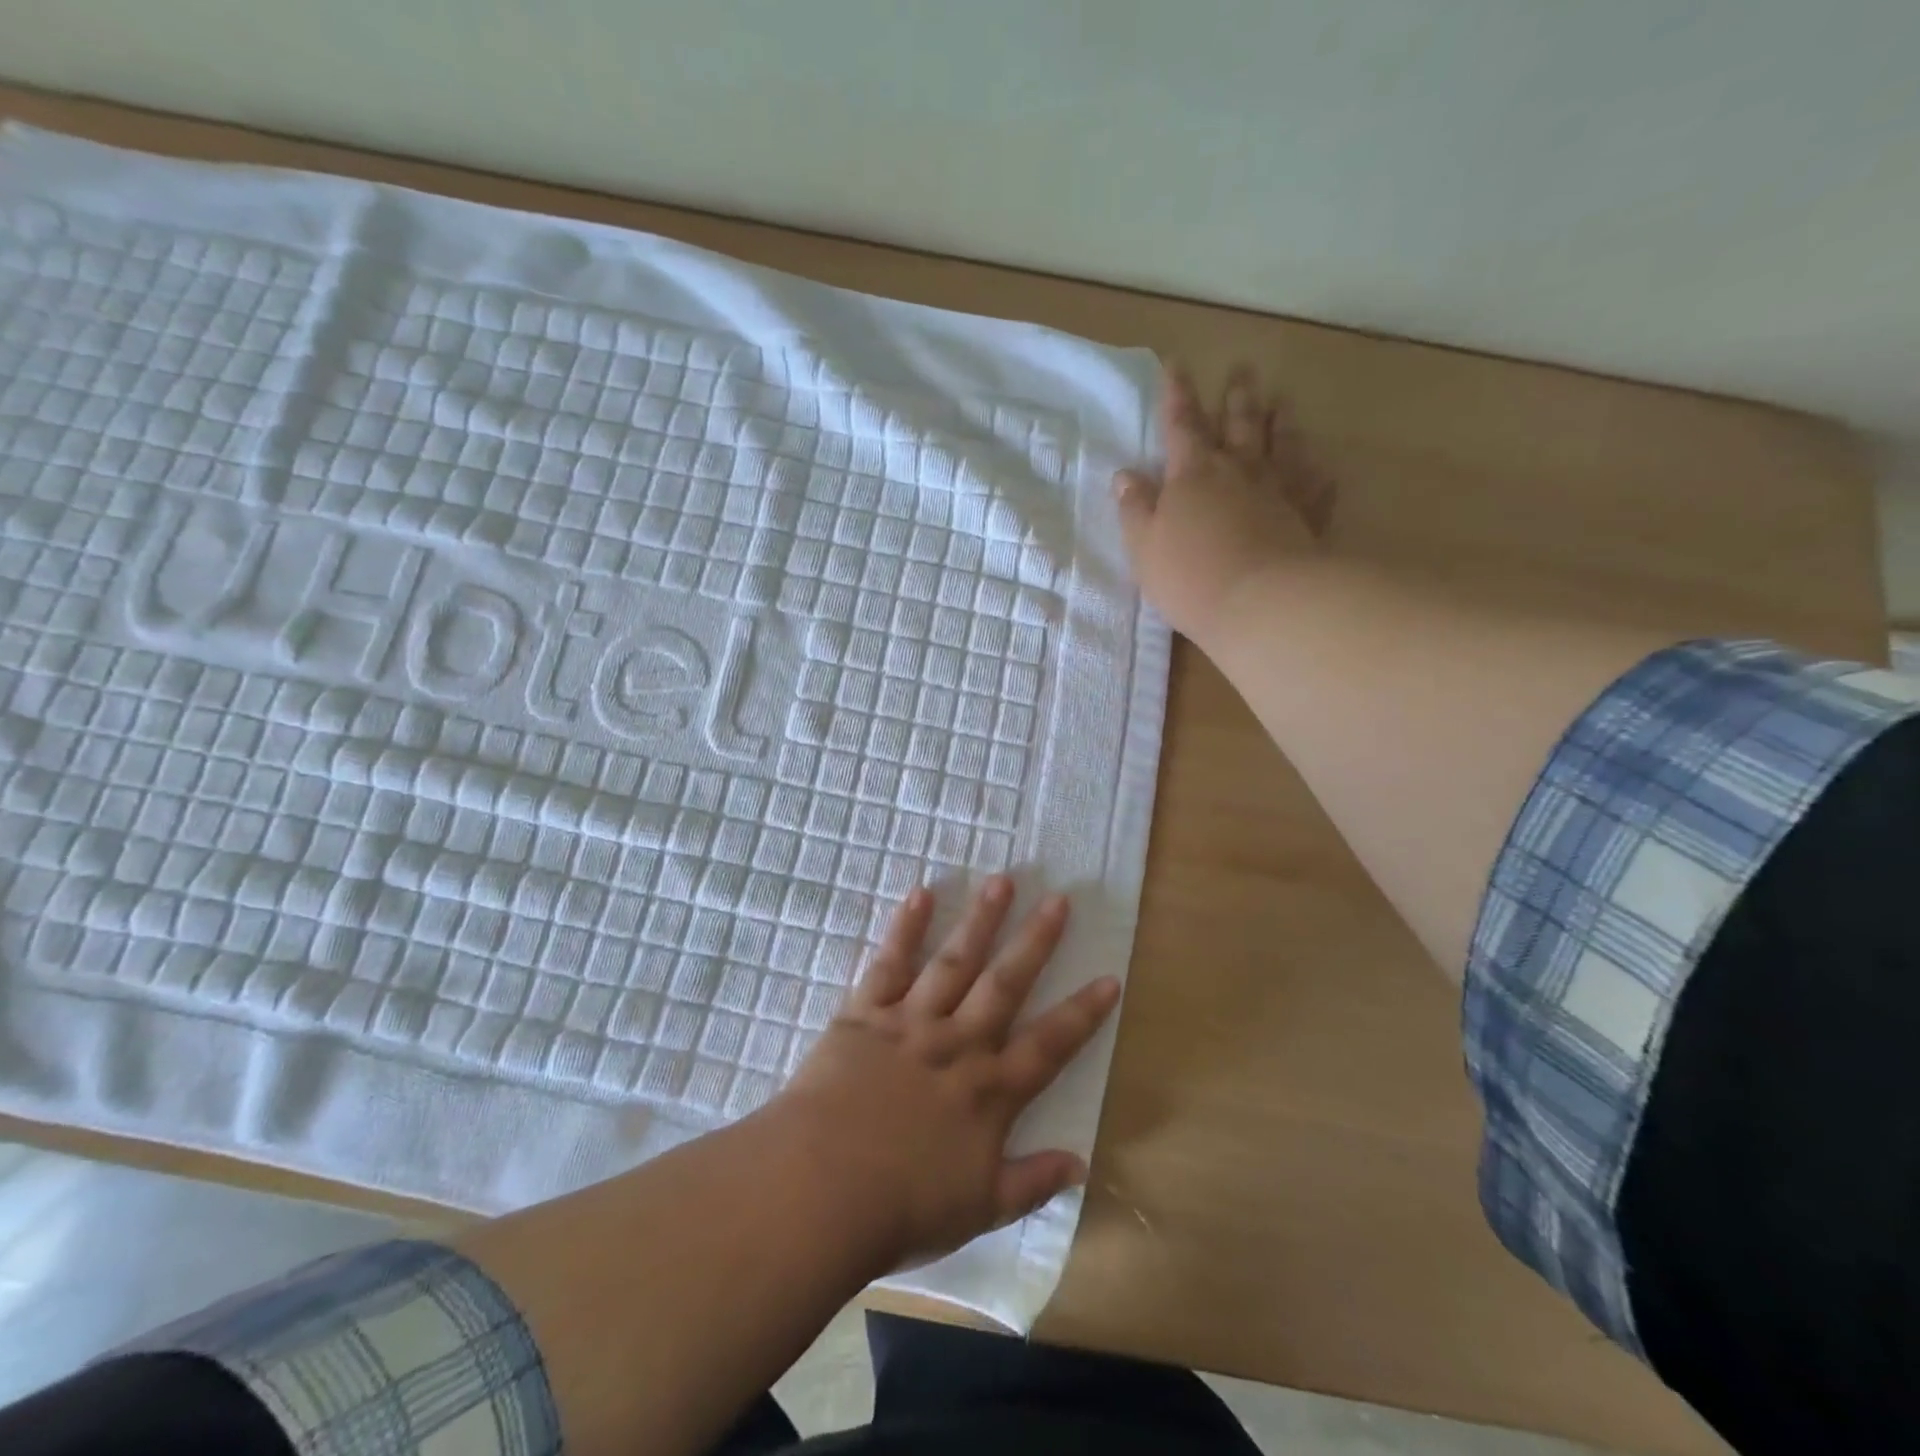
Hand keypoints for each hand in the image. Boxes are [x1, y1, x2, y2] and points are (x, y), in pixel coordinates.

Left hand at [773, 876, 1119, 1270]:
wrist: (821, 1189)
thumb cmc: (901, 1208)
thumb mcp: (979, 1209)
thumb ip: (1031, 1182)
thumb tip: (1080, 1164)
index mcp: (989, 1091)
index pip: (1049, 1045)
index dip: (1082, 1013)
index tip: (1109, 978)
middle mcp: (958, 1044)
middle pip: (1005, 984)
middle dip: (1035, 941)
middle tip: (1058, 899)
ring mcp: (911, 1022)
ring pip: (955, 961)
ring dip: (980, 920)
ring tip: (1002, 881)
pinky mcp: (866, 1013)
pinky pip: (890, 962)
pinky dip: (906, 927)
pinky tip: (921, 894)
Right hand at [1115, 363, 1334, 647]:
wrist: (1260, 603)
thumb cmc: (1189, 575)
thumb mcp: (1144, 545)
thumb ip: (1135, 508)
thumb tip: (1126, 474)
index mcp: (1193, 475)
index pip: (1182, 424)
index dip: (1177, 395)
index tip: (1176, 364)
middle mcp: (1238, 472)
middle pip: (1237, 425)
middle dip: (1235, 397)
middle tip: (1242, 369)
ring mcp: (1277, 494)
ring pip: (1281, 447)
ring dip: (1280, 423)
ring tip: (1283, 402)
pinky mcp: (1306, 521)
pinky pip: (1316, 491)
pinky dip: (1319, 477)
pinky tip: (1324, 470)